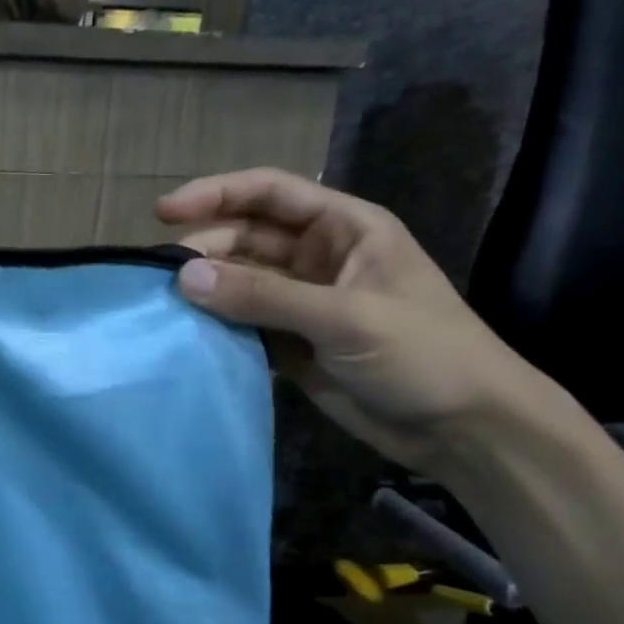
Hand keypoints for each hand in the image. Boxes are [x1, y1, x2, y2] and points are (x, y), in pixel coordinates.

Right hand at [158, 168, 548, 474]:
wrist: (463, 430)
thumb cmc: (425, 355)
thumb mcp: (346, 318)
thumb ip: (264, 296)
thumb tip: (183, 277)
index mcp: (343, 228)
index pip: (269, 193)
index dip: (215, 193)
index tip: (163, 212)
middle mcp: (316, 257)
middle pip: (244, 237)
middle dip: (204, 250)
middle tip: (160, 276)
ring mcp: (300, 301)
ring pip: (236, 282)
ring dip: (204, 291)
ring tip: (165, 306)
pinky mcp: (288, 342)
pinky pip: (239, 324)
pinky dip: (214, 327)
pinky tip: (186, 335)